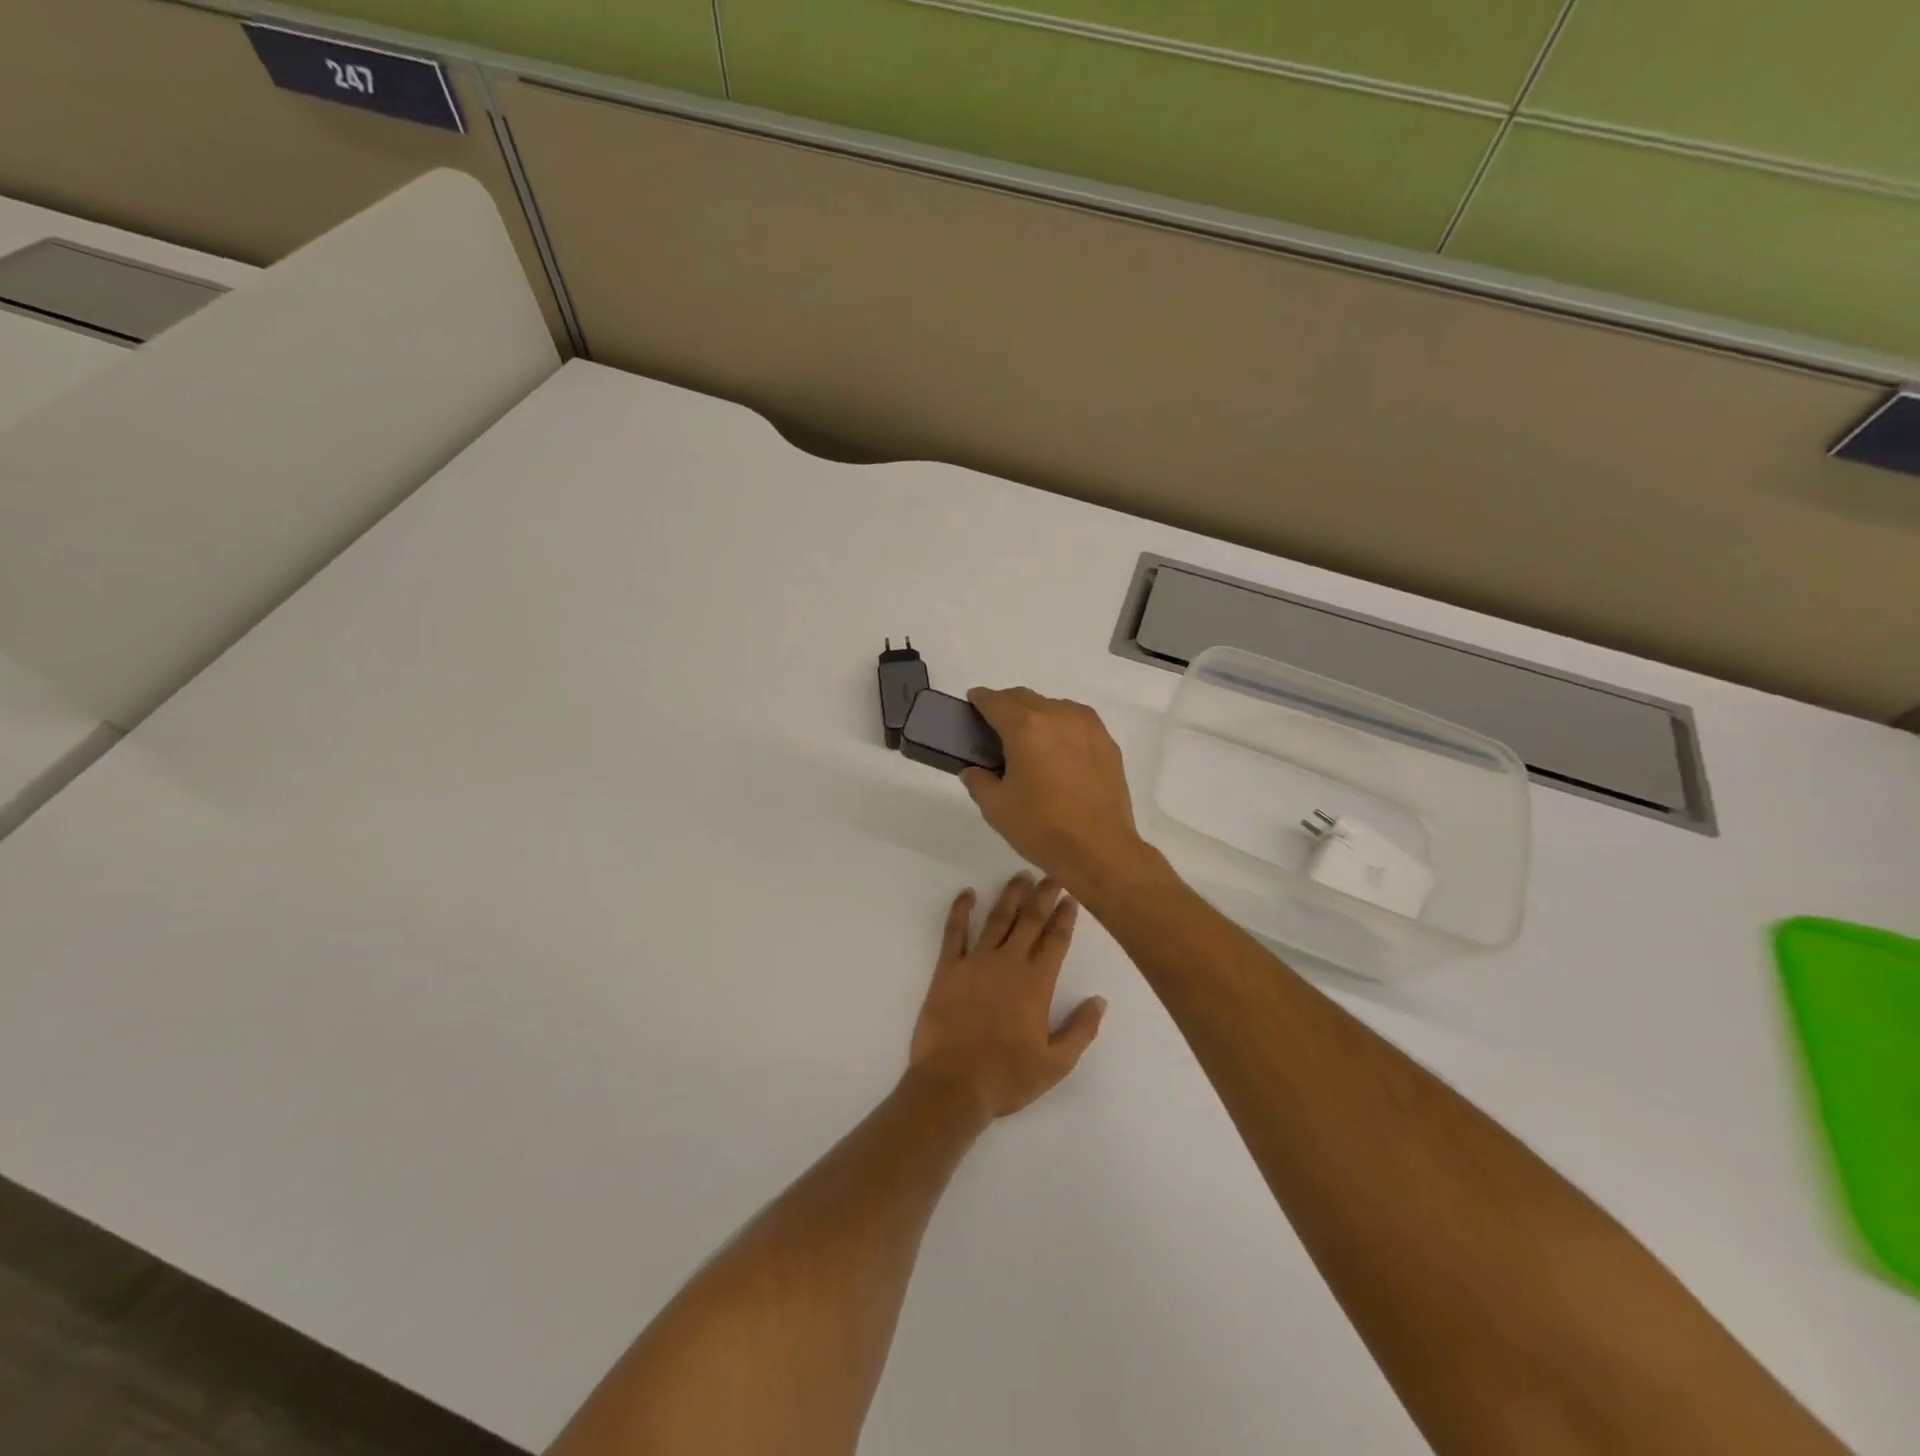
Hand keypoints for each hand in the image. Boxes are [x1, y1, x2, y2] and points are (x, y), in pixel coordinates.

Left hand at [907, 874, 1106, 1121]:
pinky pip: (954, 932)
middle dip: (1043, 895)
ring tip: (1021, 876)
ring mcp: (975, 962)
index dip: (1064, 917)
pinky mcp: (948, 969)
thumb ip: (1080, 1030)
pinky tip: (967, 894)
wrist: (953, 1085)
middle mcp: (1008, 963)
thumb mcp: (1056, 1064)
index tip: (1071, 897)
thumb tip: (1099, 1000)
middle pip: (1030, 920)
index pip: (1055, 940)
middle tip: (1052, 875)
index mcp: (1036, 983)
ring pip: (997, 918)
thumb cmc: (1007, 1077)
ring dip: (1010, 895)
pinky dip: (961, 910)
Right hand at [961, 688, 1151, 895]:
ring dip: (1036, 713)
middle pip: (1025, 698)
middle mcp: (1058, 715)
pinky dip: (1061, 727)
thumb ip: (978, 781)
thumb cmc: (1042, 827)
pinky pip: (1077, 722)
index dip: (980, 699)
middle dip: (1006, 704)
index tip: (973, 701)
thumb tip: (974, 771)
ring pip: (1054, 706)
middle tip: (994, 724)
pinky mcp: (1107, 742)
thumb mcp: (996, 808)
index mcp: (1026, 727)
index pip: (996, 702)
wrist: (1100, 850)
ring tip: (1028, 739)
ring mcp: (1088, 727)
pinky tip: (1057, 750)